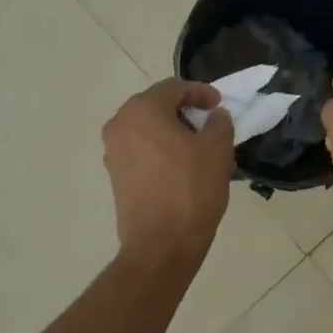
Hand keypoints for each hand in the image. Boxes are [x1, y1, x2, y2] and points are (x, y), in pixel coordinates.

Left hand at [102, 79, 234, 261]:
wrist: (161, 244)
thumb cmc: (191, 189)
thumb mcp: (217, 150)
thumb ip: (219, 123)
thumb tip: (214, 116)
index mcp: (141, 110)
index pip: (173, 87)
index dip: (200, 92)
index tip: (220, 105)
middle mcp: (120, 125)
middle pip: (156, 106)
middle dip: (185, 110)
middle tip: (210, 122)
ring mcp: (113, 152)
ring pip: (147, 129)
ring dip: (173, 131)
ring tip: (199, 145)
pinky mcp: (115, 175)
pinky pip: (141, 150)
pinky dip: (161, 149)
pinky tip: (182, 165)